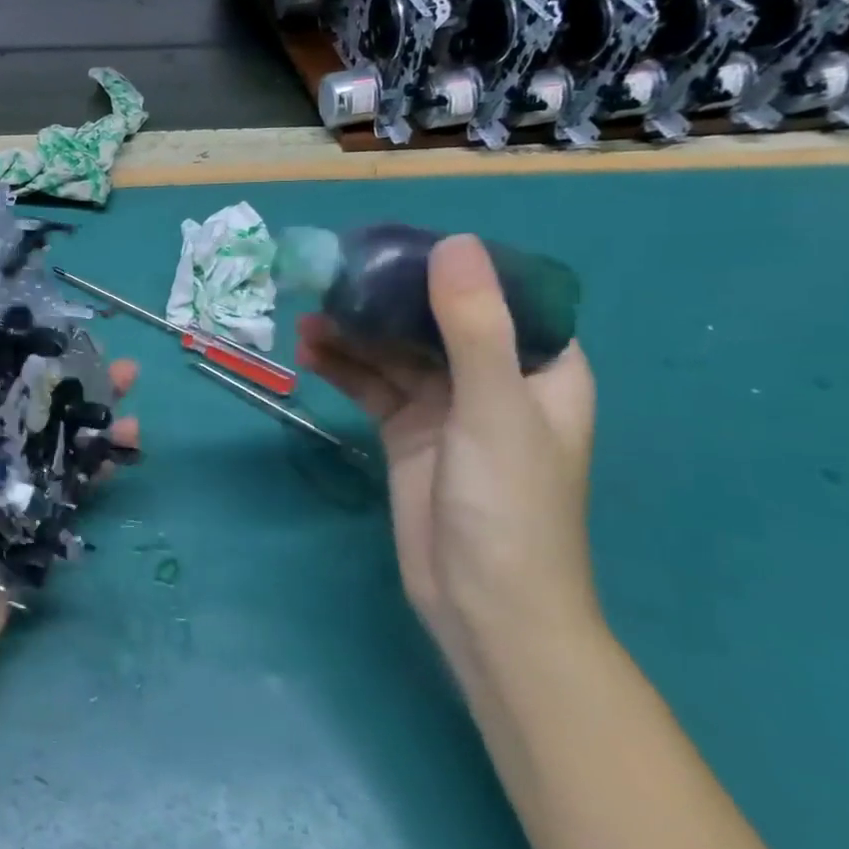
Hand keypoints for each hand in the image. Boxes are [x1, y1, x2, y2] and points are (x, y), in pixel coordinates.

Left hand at [0, 359, 140, 693]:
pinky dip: (93, 472)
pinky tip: (122, 451)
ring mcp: (8, 500)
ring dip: (92, 431)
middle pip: (32, 418)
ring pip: (56, 453)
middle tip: (121, 372)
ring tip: (131, 411)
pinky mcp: (32, 535)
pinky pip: (67, 494)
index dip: (27, 366)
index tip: (65, 345)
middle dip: (73, 394)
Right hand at [296, 236, 595, 666]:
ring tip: (308, 313)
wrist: (484, 605)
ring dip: (356, 334)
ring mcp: (446, 408)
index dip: (450, 266)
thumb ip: (473, 326)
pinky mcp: (407, 434)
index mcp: (539, 366)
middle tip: (331, 276)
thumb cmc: (508, 505)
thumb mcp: (493, 408)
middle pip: (434, 321)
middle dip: (385, 299)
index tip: (394, 243)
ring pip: (396, 354)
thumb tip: (453, 243)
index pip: (498, 295)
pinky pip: (372, 387)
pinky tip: (309, 353)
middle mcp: (493, 379)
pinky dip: (343, 369)